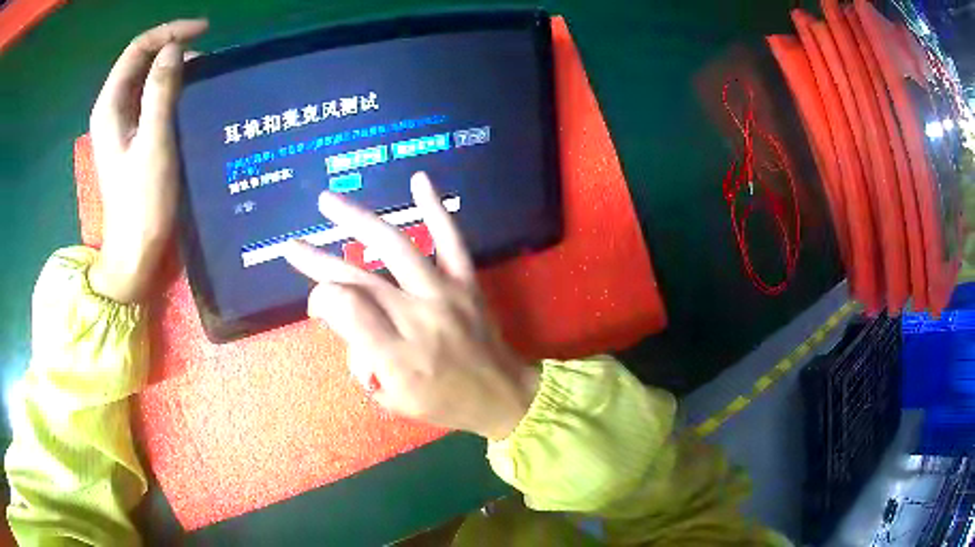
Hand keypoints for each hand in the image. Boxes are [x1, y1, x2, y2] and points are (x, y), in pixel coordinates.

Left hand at [88, 20, 207, 302]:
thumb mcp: (153, 143)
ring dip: (173, 68)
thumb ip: (160, 92)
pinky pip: (149, 98)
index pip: (138, 49)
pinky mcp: (131, 137)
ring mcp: (121, 124)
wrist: (134, 250)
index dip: (170, 32)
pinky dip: (170, 88)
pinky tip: (189, 95)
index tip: (204, 31)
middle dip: (172, 47)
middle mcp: (112, 109)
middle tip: (206, 53)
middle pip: (140, 60)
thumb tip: (174, 49)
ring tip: (203, 72)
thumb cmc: (142, 201)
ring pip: (146, 78)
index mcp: (110, 106)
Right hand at [285, 173, 539, 439]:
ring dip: (357, 220)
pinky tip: (419, 179)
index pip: (344, 309)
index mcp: (396, 355)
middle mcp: (417, 318)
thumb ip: (361, 358)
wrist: (502, 395)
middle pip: (359, 278)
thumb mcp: (394, 399)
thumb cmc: (443, 402)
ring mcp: (444, 293)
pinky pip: (451, 238)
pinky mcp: (466, 281)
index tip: (317, 303)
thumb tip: (339, 315)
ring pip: (396, 247)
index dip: (321, 297)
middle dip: (318, 260)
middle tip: (292, 245)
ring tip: (328, 201)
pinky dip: (435, 207)